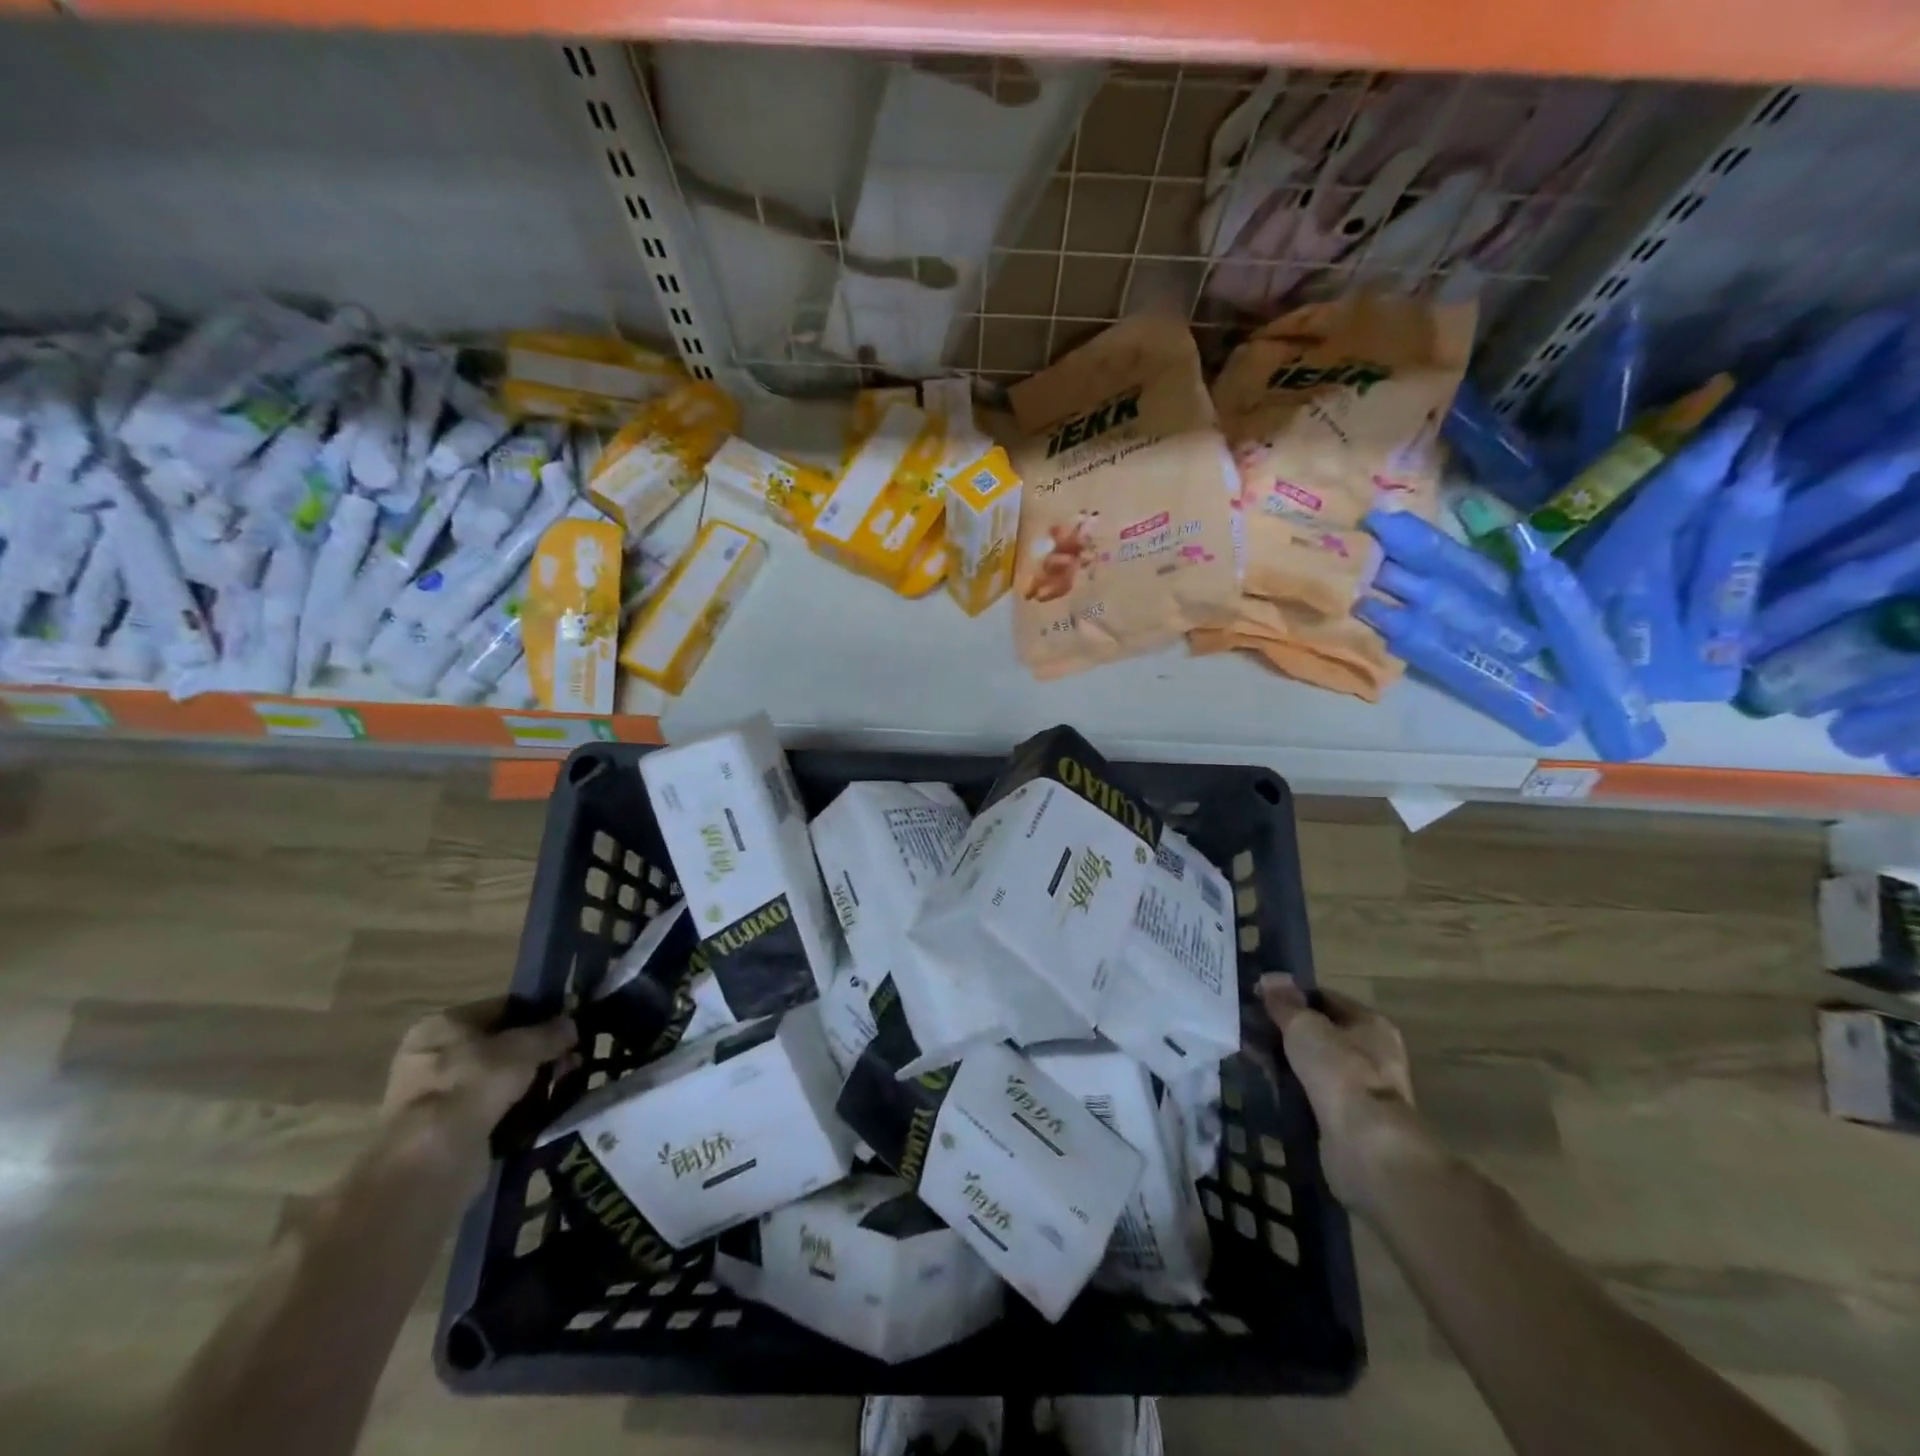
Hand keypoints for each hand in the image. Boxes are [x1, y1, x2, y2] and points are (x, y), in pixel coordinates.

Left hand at [381, 998, 575, 1186]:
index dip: (539, 1014)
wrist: (433, 1160)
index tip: (569, 1025)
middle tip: (572, 1058)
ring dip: (532, 1081)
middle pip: (501, 1045)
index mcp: (442, 1025)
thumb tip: (571, 1025)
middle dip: (538, 1052)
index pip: (502, 1008)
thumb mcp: (523, 1048)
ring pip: (500, 1079)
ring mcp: (437, 1096)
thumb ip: (551, 1032)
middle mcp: (433, 1056)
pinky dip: (517, 1109)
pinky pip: (493, 1109)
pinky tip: (546, 1109)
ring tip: (566, 1082)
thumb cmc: (473, 1085)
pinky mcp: (446, 1131)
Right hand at [1257, 976, 1428, 1214]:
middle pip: (1320, 1033)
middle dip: (1285, 1031)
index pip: (1325, 998)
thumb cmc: (1339, 1071)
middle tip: (1249, 1028)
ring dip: (1286, 1062)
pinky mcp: (1349, 1120)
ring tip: (1250, 1057)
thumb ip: (1284, 1003)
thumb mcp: (1304, 1026)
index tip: (1258, 998)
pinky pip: (1312, 1094)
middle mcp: (1373, 1054)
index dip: (1291, 996)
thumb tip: (1270, 977)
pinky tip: (1266, 1086)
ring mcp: (1362, 1090)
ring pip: (1314, 1065)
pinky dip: (1291, 1090)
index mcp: (1371, 1024)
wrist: (1365, 1145)